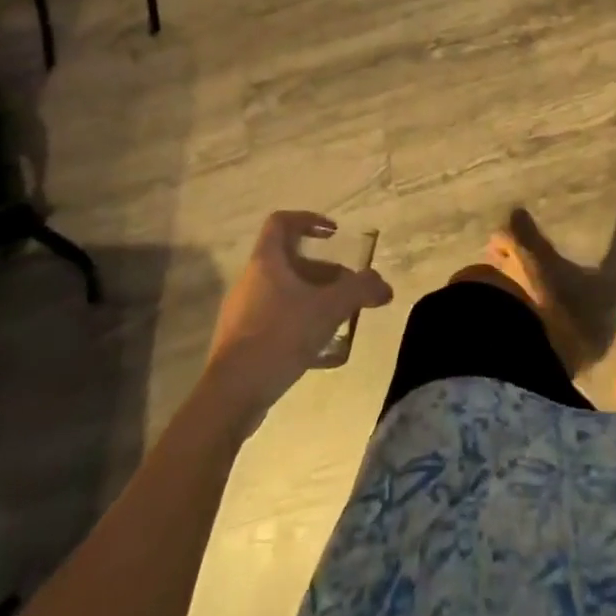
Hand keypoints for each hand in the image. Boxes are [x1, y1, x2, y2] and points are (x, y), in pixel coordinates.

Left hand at [200, 212, 391, 435]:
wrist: (231, 395)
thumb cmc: (279, 337)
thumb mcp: (328, 309)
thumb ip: (359, 291)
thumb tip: (384, 286)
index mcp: (265, 262)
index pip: (282, 222)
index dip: (309, 220)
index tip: (334, 234)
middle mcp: (250, 281)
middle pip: (289, 261)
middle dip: (323, 271)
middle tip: (347, 287)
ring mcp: (242, 313)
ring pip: (284, 292)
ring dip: (314, 298)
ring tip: (339, 318)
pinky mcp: (242, 342)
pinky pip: (276, 320)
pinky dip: (301, 323)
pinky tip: (321, 349)